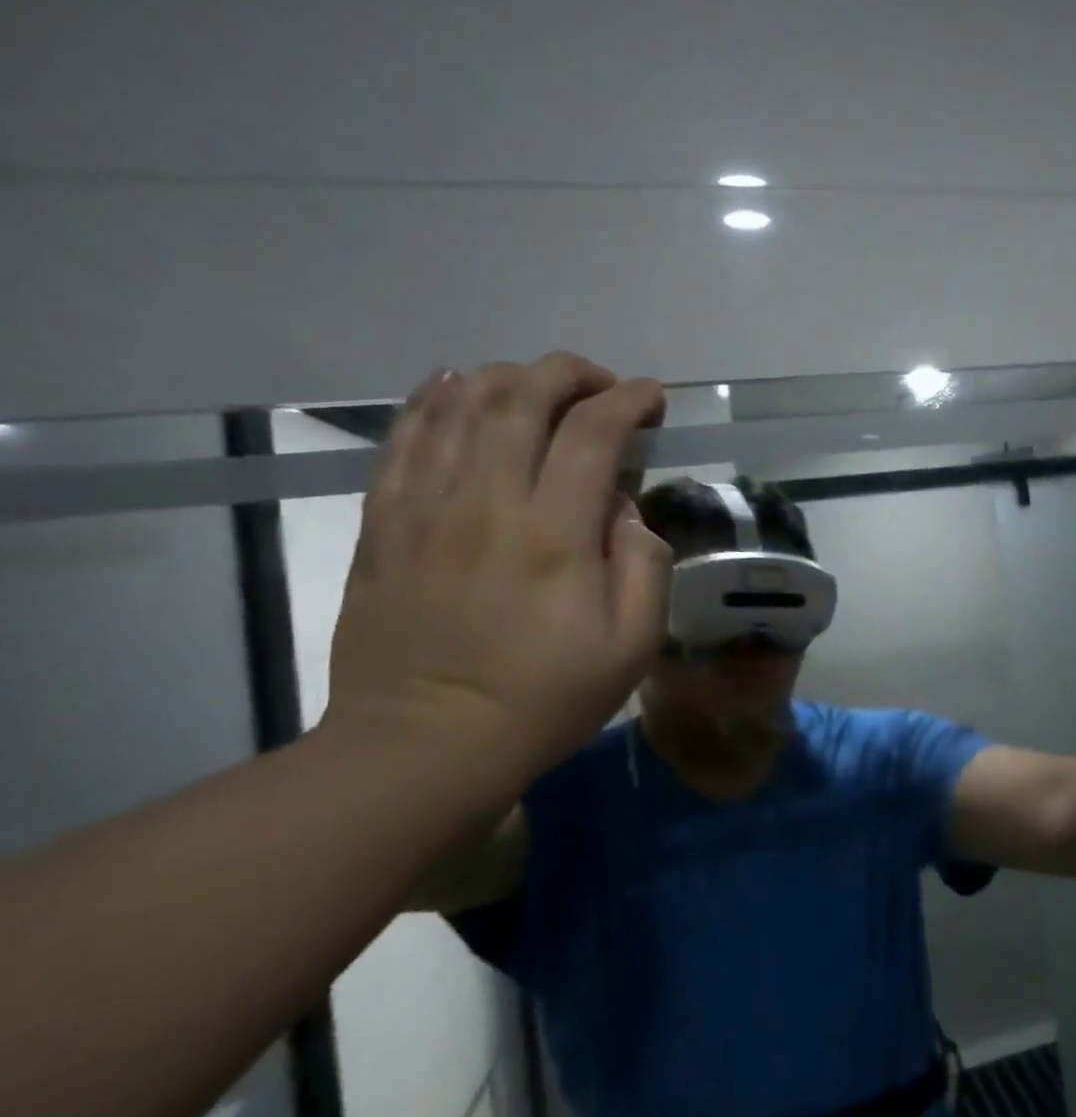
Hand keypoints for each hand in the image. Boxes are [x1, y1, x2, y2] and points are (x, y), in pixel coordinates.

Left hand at [323, 352, 672, 779]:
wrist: (426, 744)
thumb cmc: (546, 698)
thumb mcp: (632, 645)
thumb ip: (645, 565)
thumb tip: (625, 510)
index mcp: (555, 534)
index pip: (594, 433)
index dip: (629, 400)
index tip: (652, 398)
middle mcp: (486, 503)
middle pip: (521, 397)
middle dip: (570, 373)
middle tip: (601, 385)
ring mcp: (424, 508)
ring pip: (459, 404)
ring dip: (508, 378)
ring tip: (539, 387)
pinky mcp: (383, 523)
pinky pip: (403, 438)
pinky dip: (433, 400)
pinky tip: (454, 388)